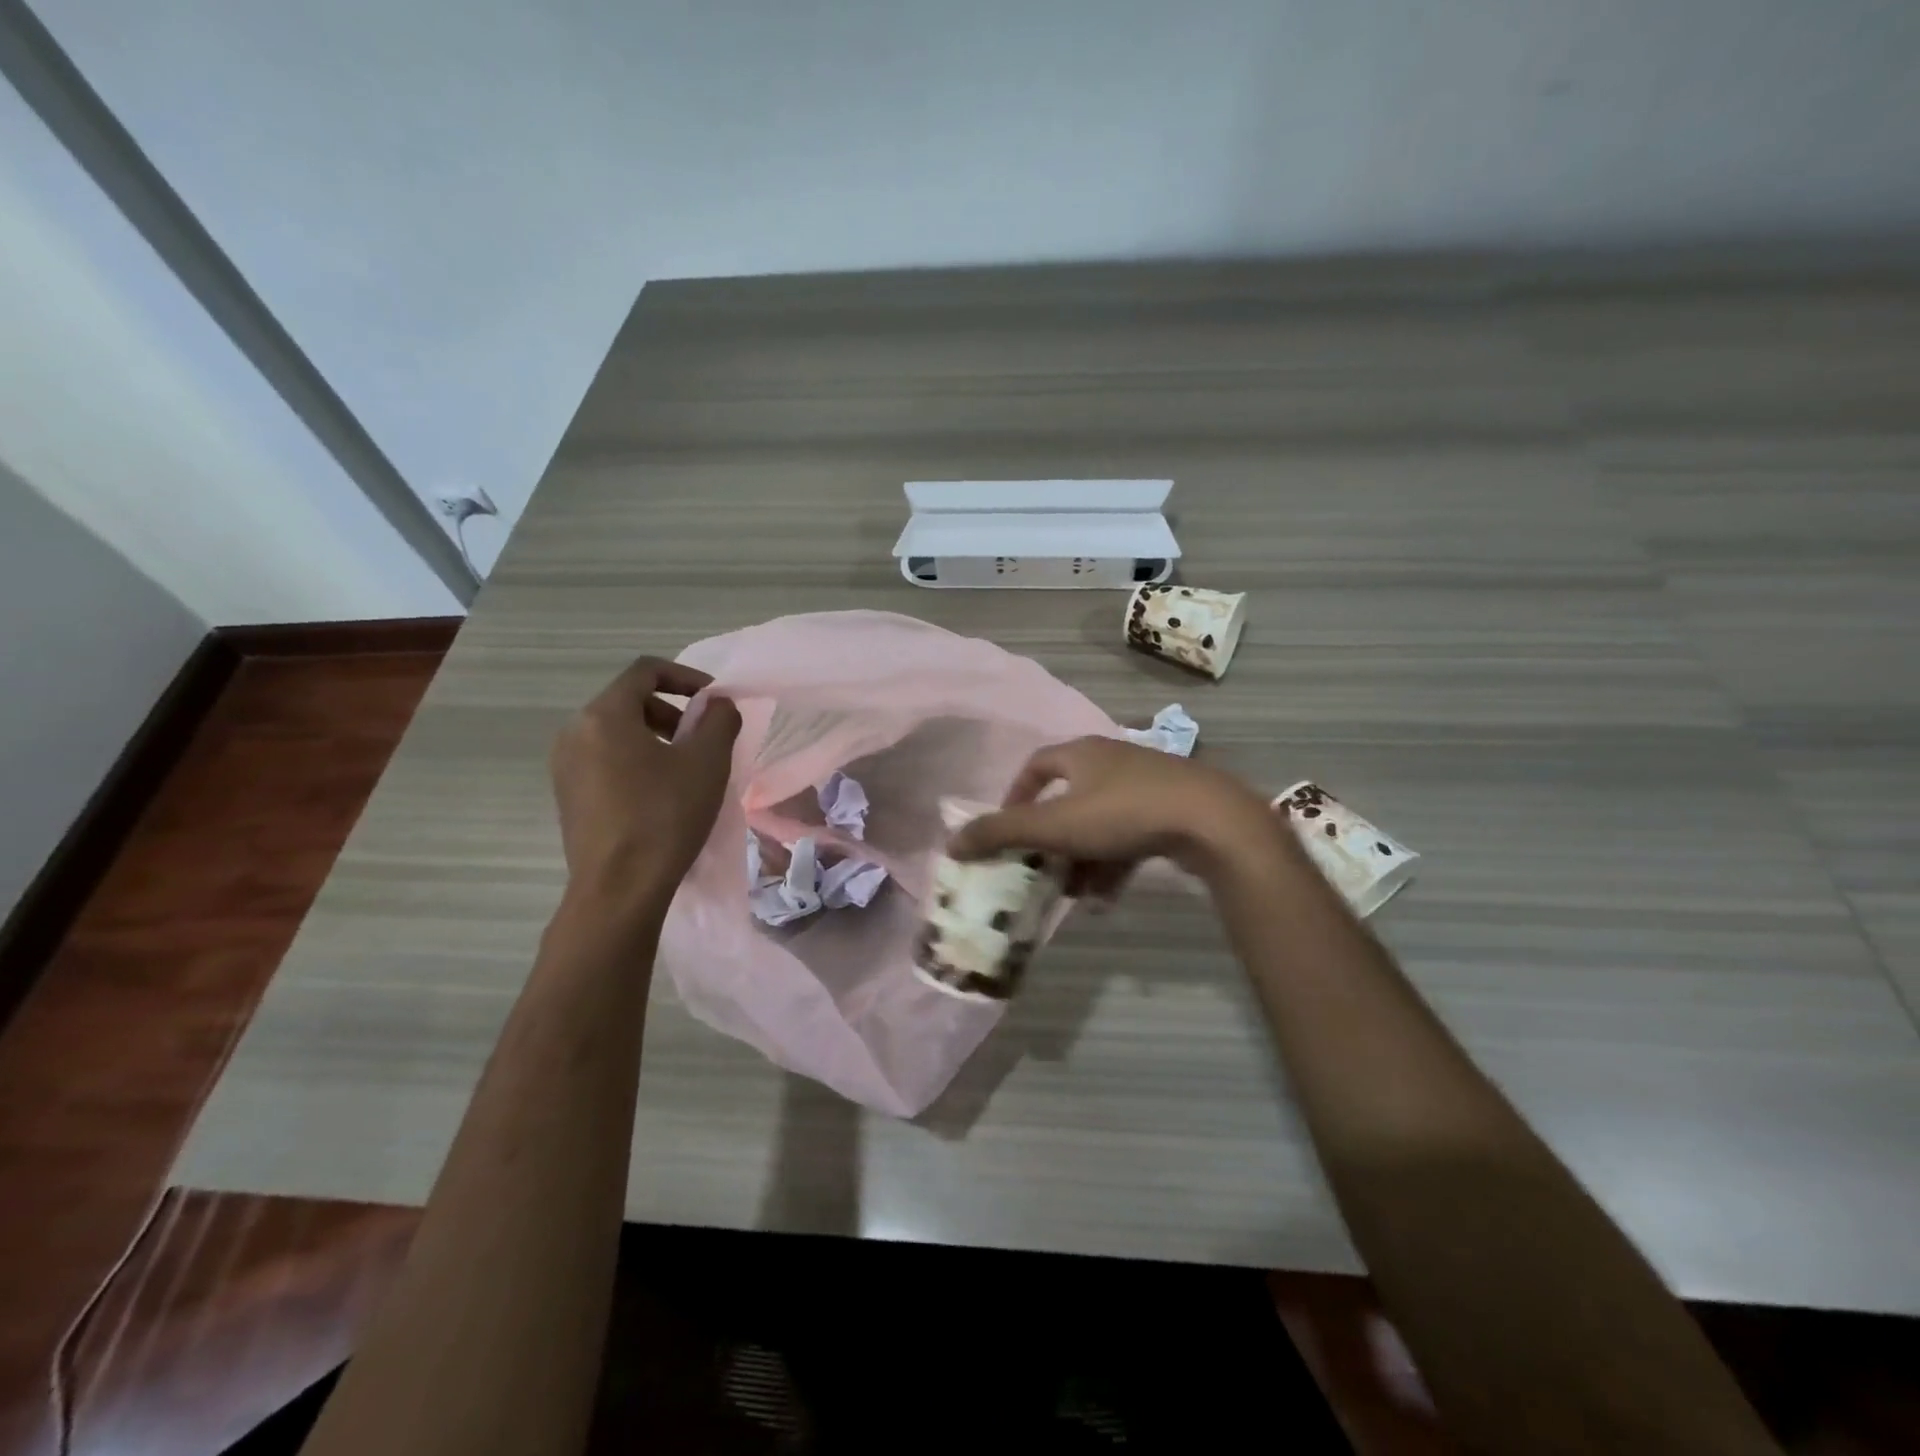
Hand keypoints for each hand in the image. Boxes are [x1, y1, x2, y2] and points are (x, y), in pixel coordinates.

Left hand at [550, 658, 740, 901]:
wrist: (619, 889)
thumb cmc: (665, 816)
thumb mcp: (707, 762)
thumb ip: (719, 720)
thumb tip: (717, 705)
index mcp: (604, 715)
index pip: (645, 671)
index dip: (686, 677)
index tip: (715, 701)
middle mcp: (575, 732)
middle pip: (629, 701)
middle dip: (672, 711)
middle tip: (703, 738)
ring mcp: (565, 766)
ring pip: (616, 732)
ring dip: (655, 737)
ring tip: (685, 768)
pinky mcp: (567, 796)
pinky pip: (604, 759)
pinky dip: (635, 761)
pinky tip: (660, 794)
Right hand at [947, 736, 1284, 890]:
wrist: (1212, 820)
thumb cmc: (1123, 813)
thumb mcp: (1055, 825)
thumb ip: (1001, 833)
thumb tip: (952, 842)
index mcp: (1082, 753)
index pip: (1036, 766)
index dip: (1015, 796)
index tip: (1007, 829)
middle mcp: (1112, 761)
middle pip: (1068, 800)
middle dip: (1051, 840)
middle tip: (1039, 869)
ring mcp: (1146, 784)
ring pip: (1099, 824)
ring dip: (1081, 859)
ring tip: (1072, 894)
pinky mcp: (1172, 810)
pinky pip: (1129, 837)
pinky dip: (1113, 864)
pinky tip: (1107, 898)